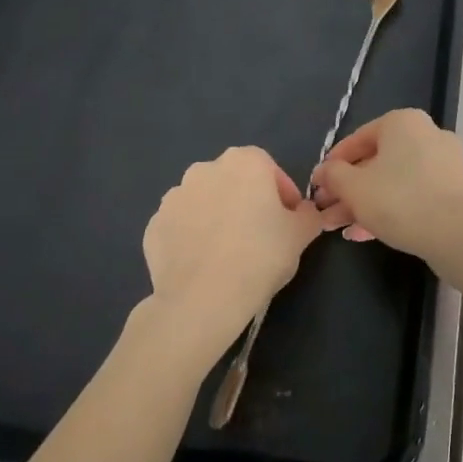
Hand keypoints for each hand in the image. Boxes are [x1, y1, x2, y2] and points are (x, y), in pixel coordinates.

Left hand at [141, 147, 323, 356]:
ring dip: (218, 217)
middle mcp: (205, 169)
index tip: (289, 220)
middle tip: (261, 235)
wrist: (202, 299)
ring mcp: (174, 197)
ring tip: (230, 252)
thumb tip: (302, 212)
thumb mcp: (302, 234)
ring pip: (205, 202)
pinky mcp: (154, 226)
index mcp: (244, 162)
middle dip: (247, 201)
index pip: (270, 169)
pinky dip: (193, 237)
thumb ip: (308, 214)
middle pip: (235, 182)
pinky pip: (182, 226)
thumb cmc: (260, 256)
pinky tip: (205, 263)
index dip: (283, 194)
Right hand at [309, 109, 462, 256]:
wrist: (454, 233)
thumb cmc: (398, 199)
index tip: (317, 185)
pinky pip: (413, 195)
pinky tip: (363, 234)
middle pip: (376, 162)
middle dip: (347, 190)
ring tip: (337, 228)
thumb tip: (324, 172)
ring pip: (393, 181)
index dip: (332, 164)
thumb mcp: (353, 187)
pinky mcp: (453, 190)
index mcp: (403, 123)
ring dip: (363, 203)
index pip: (358, 138)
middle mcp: (426, 135)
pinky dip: (388, 210)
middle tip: (325, 210)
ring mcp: (443, 163)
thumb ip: (333, 175)